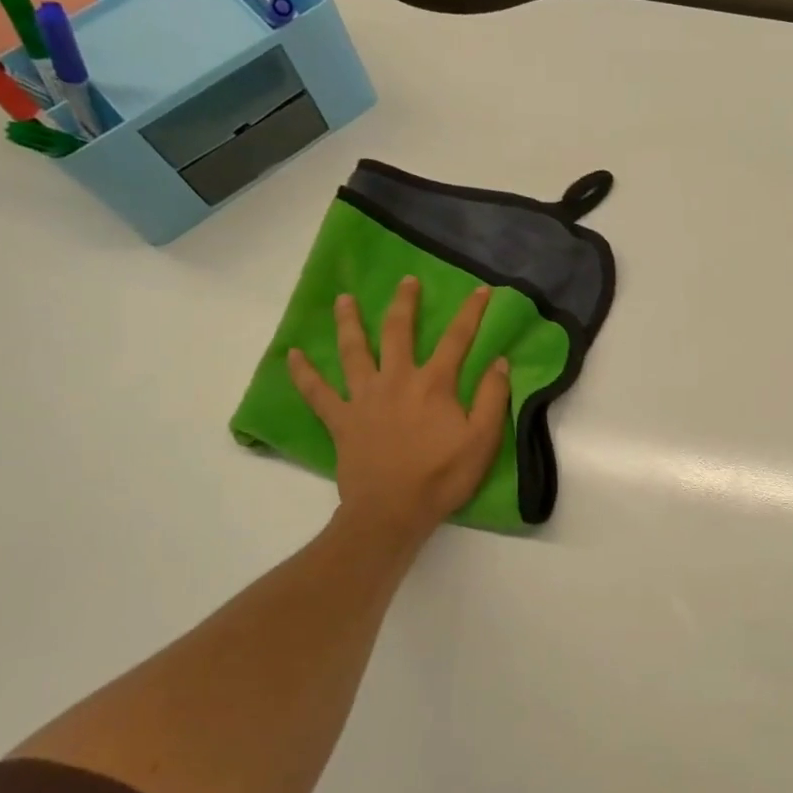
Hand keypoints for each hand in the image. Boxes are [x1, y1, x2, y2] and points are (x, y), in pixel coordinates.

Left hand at [287, 277, 510, 544]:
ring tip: (343, 300)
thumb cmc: (443, 476)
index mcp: (434, 384)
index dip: (471, 313)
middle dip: (404, 303)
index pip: (457, 339)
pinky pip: (317, 392)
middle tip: (406, 281)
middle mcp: (396, 380)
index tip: (480, 289)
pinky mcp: (341, 419)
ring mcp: (363, 398)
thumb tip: (499, 361)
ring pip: (353, 351)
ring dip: (349, 323)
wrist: (392, 512)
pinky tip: (293, 355)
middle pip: (398, 331)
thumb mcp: (483, 439)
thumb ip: (491, 397)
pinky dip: (303, 374)